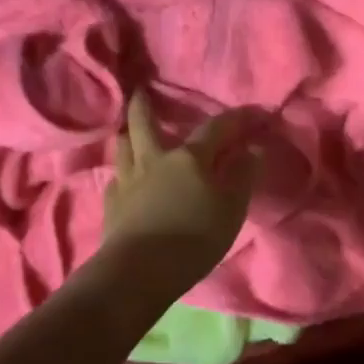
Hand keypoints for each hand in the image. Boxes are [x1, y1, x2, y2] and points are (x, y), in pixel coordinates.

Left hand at [103, 92, 261, 284]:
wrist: (140, 271)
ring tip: (128, 131)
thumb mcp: (232, 209)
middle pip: (145, 124)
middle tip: (141, 91)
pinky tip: (124, 180)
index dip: (235, 119)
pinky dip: (122, 173)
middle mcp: (155, 160)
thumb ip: (243, 176)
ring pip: (122, 147)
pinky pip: (115, 179)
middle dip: (145, 105)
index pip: (215, 128)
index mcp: (190, 158)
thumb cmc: (195, 238)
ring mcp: (127, 181)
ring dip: (127, 134)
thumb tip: (251, 150)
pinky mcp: (111, 205)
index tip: (250, 112)